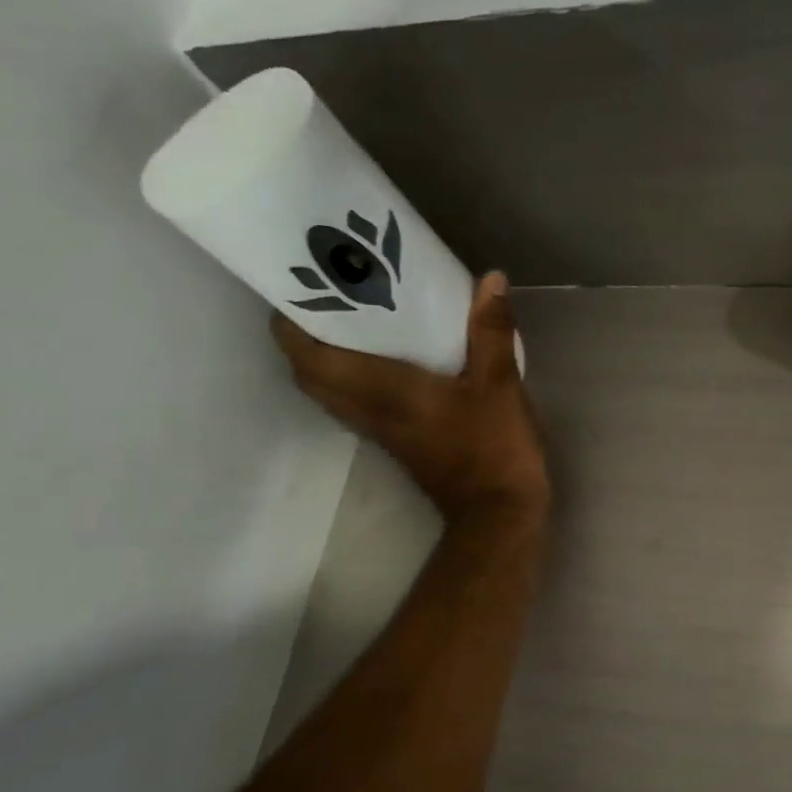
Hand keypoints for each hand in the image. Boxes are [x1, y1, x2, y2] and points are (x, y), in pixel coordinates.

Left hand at [272, 272, 549, 525]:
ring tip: (352, 321)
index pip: (310, 357)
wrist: (498, 513)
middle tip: (327, 299)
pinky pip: (355, 402)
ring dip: (326, 357)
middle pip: (309, 373)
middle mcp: (369, 410)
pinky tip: (387, 357)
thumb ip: (491, 332)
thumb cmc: (494, 448)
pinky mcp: (397, 442)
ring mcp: (380, 430)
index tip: (298, 285)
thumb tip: (491, 279)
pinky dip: (354, 376)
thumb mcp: (500, 386)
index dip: (291, 323)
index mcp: (383, 391)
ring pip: (330, 391)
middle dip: (304, 335)